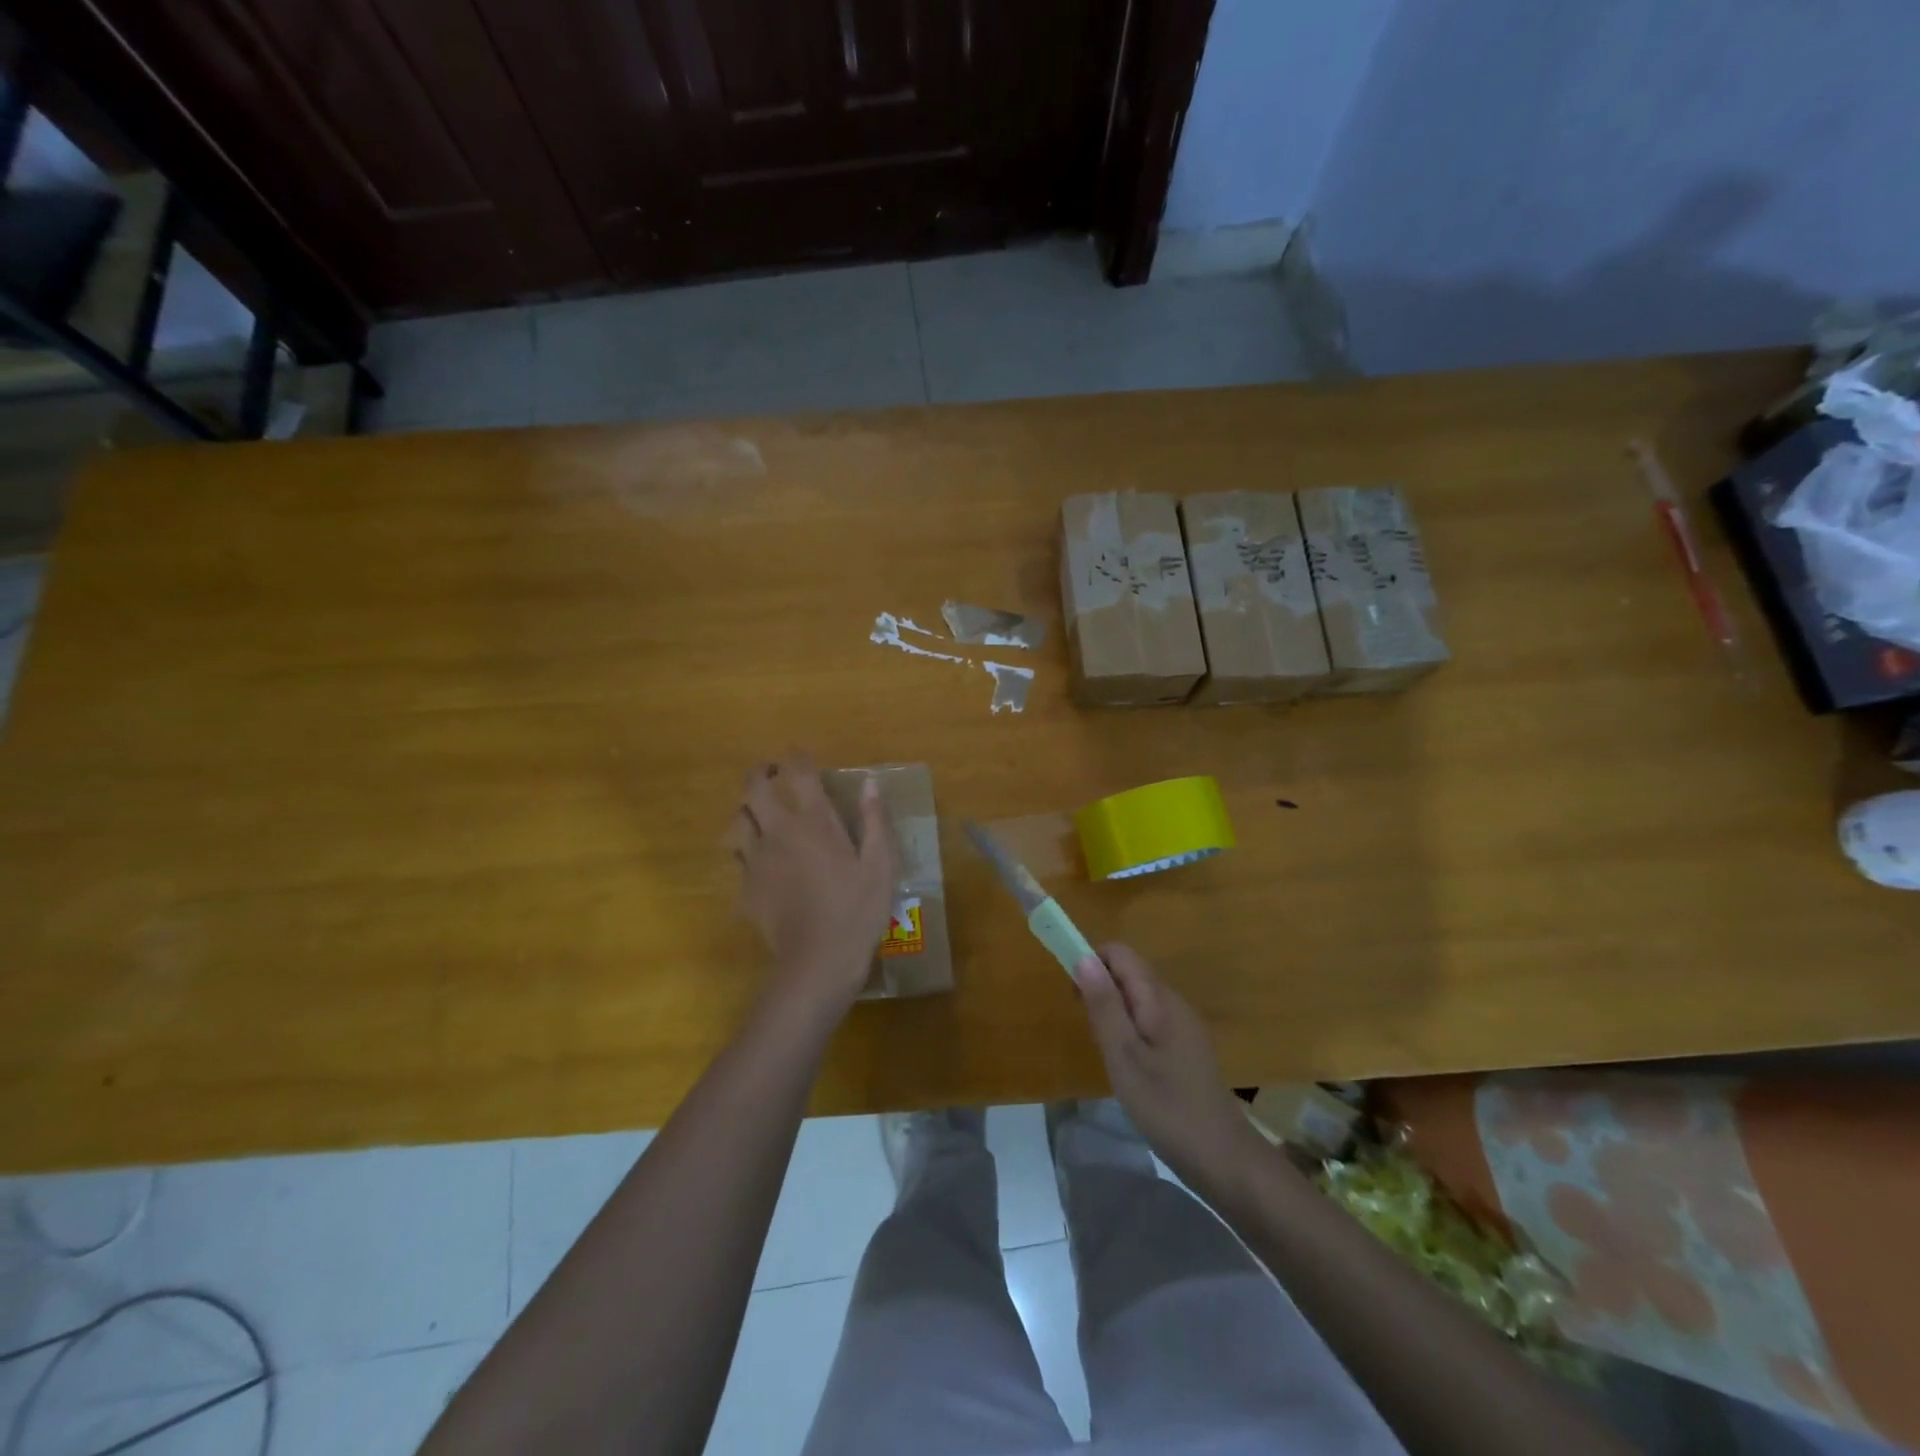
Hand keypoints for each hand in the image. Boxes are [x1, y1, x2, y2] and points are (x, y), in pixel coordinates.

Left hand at [726, 753, 897, 1015]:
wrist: (818, 962)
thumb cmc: (857, 911)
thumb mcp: (881, 866)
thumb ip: (875, 821)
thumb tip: (870, 784)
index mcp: (814, 823)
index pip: (799, 773)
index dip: (798, 757)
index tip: (802, 755)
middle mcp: (779, 832)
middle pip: (752, 788)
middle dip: (759, 773)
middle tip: (772, 773)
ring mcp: (756, 860)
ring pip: (736, 821)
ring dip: (747, 811)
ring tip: (760, 815)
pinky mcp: (745, 888)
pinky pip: (737, 858)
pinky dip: (746, 849)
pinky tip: (760, 861)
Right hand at [1074, 944, 1262, 1190]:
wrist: (1222, 1158)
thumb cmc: (1167, 1106)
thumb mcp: (1125, 1056)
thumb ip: (1104, 1006)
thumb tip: (1083, 958)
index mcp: (1160, 999)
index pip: (1121, 954)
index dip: (1091, 962)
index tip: (1073, 994)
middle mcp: (1174, 1003)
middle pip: (1129, 973)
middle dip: (1100, 989)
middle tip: (1089, 1030)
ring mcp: (1183, 1026)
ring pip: (1138, 998)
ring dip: (1113, 1011)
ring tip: (1106, 1052)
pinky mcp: (1186, 1048)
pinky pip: (1150, 1020)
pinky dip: (1129, 1029)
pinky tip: (1128, 1066)